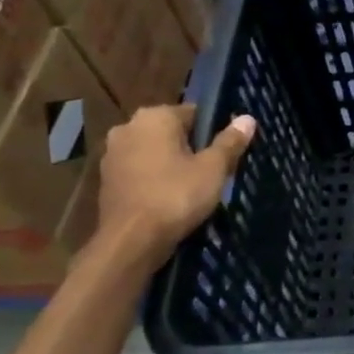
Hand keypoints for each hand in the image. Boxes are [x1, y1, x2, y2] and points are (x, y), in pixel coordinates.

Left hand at [96, 105, 256, 266]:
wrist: (131, 241)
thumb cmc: (176, 196)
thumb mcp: (213, 169)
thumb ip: (230, 142)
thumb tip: (247, 119)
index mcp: (155, 116)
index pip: (194, 113)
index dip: (214, 131)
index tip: (226, 152)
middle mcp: (128, 127)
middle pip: (172, 132)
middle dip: (191, 148)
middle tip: (213, 172)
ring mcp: (113, 154)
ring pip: (154, 152)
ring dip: (171, 164)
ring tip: (193, 188)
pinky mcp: (106, 180)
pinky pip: (140, 171)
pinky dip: (155, 179)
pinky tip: (170, 199)